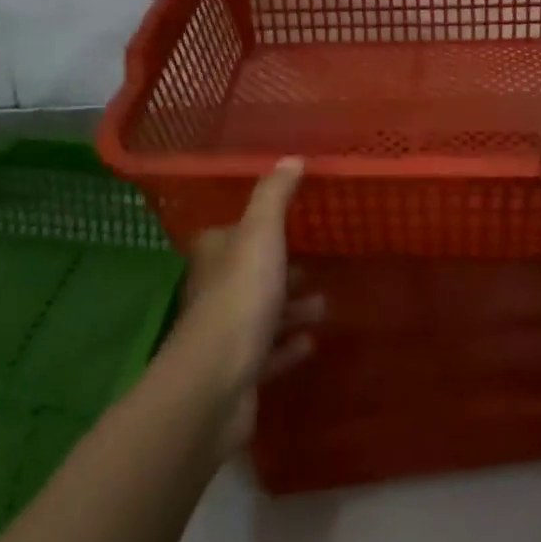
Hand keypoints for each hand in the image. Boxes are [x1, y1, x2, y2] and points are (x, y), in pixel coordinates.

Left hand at [178, 158, 323, 450]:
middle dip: (282, 269)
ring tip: (325, 304)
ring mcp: (227, 335)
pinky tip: (312, 343)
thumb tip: (291, 158)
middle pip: (252, 274)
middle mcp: (216, 291)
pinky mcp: (240, 372)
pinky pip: (270, 353)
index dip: (260, 228)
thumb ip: (274, 196)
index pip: (235, 232)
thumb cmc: (240, 298)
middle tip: (317, 265)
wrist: (216, 383)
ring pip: (264, 313)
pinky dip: (289, 346)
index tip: (293, 224)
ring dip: (291, 308)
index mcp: (216, 255)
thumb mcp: (260, 234)